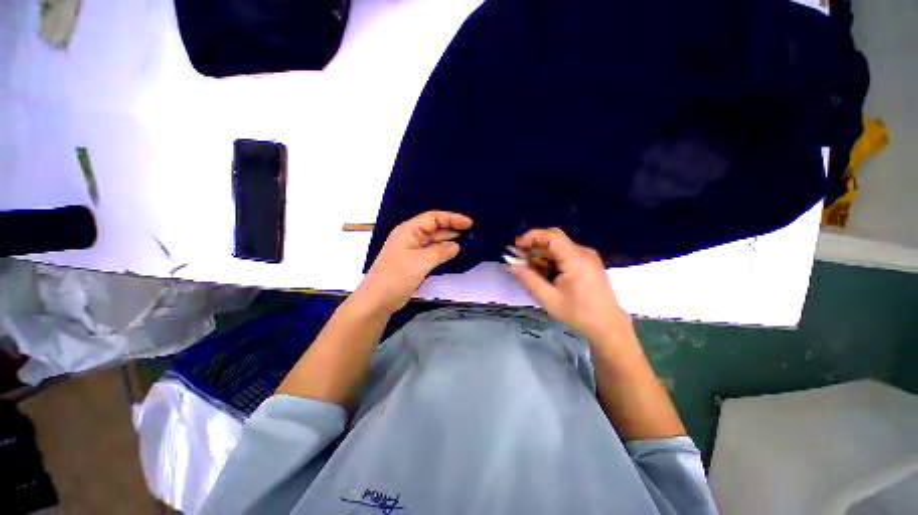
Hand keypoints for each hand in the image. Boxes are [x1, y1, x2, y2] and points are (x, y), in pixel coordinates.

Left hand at [359, 211, 472, 312]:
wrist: (377, 300)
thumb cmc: (396, 277)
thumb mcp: (420, 262)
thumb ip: (440, 252)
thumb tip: (456, 246)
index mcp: (408, 231)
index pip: (433, 218)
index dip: (452, 218)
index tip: (469, 223)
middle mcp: (410, 237)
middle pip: (434, 227)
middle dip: (451, 228)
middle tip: (471, 231)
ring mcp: (411, 249)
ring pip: (433, 240)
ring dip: (448, 239)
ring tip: (466, 240)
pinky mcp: (413, 261)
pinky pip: (431, 251)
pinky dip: (442, 250)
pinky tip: (452, 252)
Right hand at [508, 228, 626, 339]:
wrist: (608, 326)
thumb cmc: (578, 314)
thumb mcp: (549, 299)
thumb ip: (529, 279)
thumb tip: (512, 266)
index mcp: (576, 260)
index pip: (552, 236)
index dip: (532, 237)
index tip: (517, 246)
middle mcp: (584, 252)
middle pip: (555, 239)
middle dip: (534, 245)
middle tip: (519, 256)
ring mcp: (588, 257)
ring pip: (559, 246)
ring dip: (542, 253)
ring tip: (528, 266)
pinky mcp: (589, 263)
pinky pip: (566, 253)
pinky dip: (551, 259)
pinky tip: (544, 271)